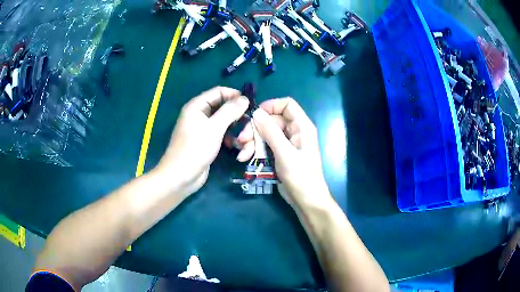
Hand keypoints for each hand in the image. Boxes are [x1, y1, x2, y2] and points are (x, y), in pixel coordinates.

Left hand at [155, 87, 248, 195]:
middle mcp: (200, 114)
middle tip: (248, 126)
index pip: (219, 91)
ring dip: (236, 130)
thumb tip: (245, 99)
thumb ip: (230, 111)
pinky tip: (236, 147)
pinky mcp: (208, 141)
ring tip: (243, 141)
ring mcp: (204, 129)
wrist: (181, 177)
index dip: (234, 95)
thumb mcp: (214, 128)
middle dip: (238, 117)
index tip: (250, 104)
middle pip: (224, 107)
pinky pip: (223, 134)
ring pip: (226, 122)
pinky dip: (231, 138)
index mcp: (197, 106)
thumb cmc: (195, 149)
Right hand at [236, 98, 330, 207]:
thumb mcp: (285, 153)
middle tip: (241, 140)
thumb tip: (256, 112)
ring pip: (265, 134)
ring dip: (252, 142)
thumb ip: (271, 132)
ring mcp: (286, 143)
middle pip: (271, 120)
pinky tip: (245, 158)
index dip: (271, 106)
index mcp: (302, 126)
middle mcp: (294, 131)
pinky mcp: (279, 154)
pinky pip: (264, 145)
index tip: (255, 115)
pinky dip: (255, 150)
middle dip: (255, 129)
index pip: (287, 105)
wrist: (306, 200)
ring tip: (242, 155)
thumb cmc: (301, 176)